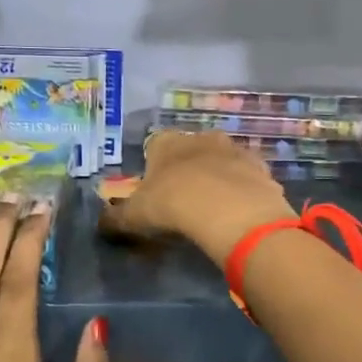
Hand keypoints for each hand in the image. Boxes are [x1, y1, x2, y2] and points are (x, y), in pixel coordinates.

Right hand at [101, 132, 295, 263]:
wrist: (228, 209)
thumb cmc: (172, 204)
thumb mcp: (135, 216)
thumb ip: (116, 219)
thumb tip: (101, 223)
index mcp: (167, 142)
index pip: (155, 145)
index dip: (154, 166)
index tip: (155, 190)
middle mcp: (201, 138)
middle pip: (192, 149)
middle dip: (189, 168)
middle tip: (185, 199)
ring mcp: (234, 150)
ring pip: (223, 160)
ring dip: (219, 177)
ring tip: (214, 207)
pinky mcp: (260, 168)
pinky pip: (247, 178)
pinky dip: (243, 191)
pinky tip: (238, 212)